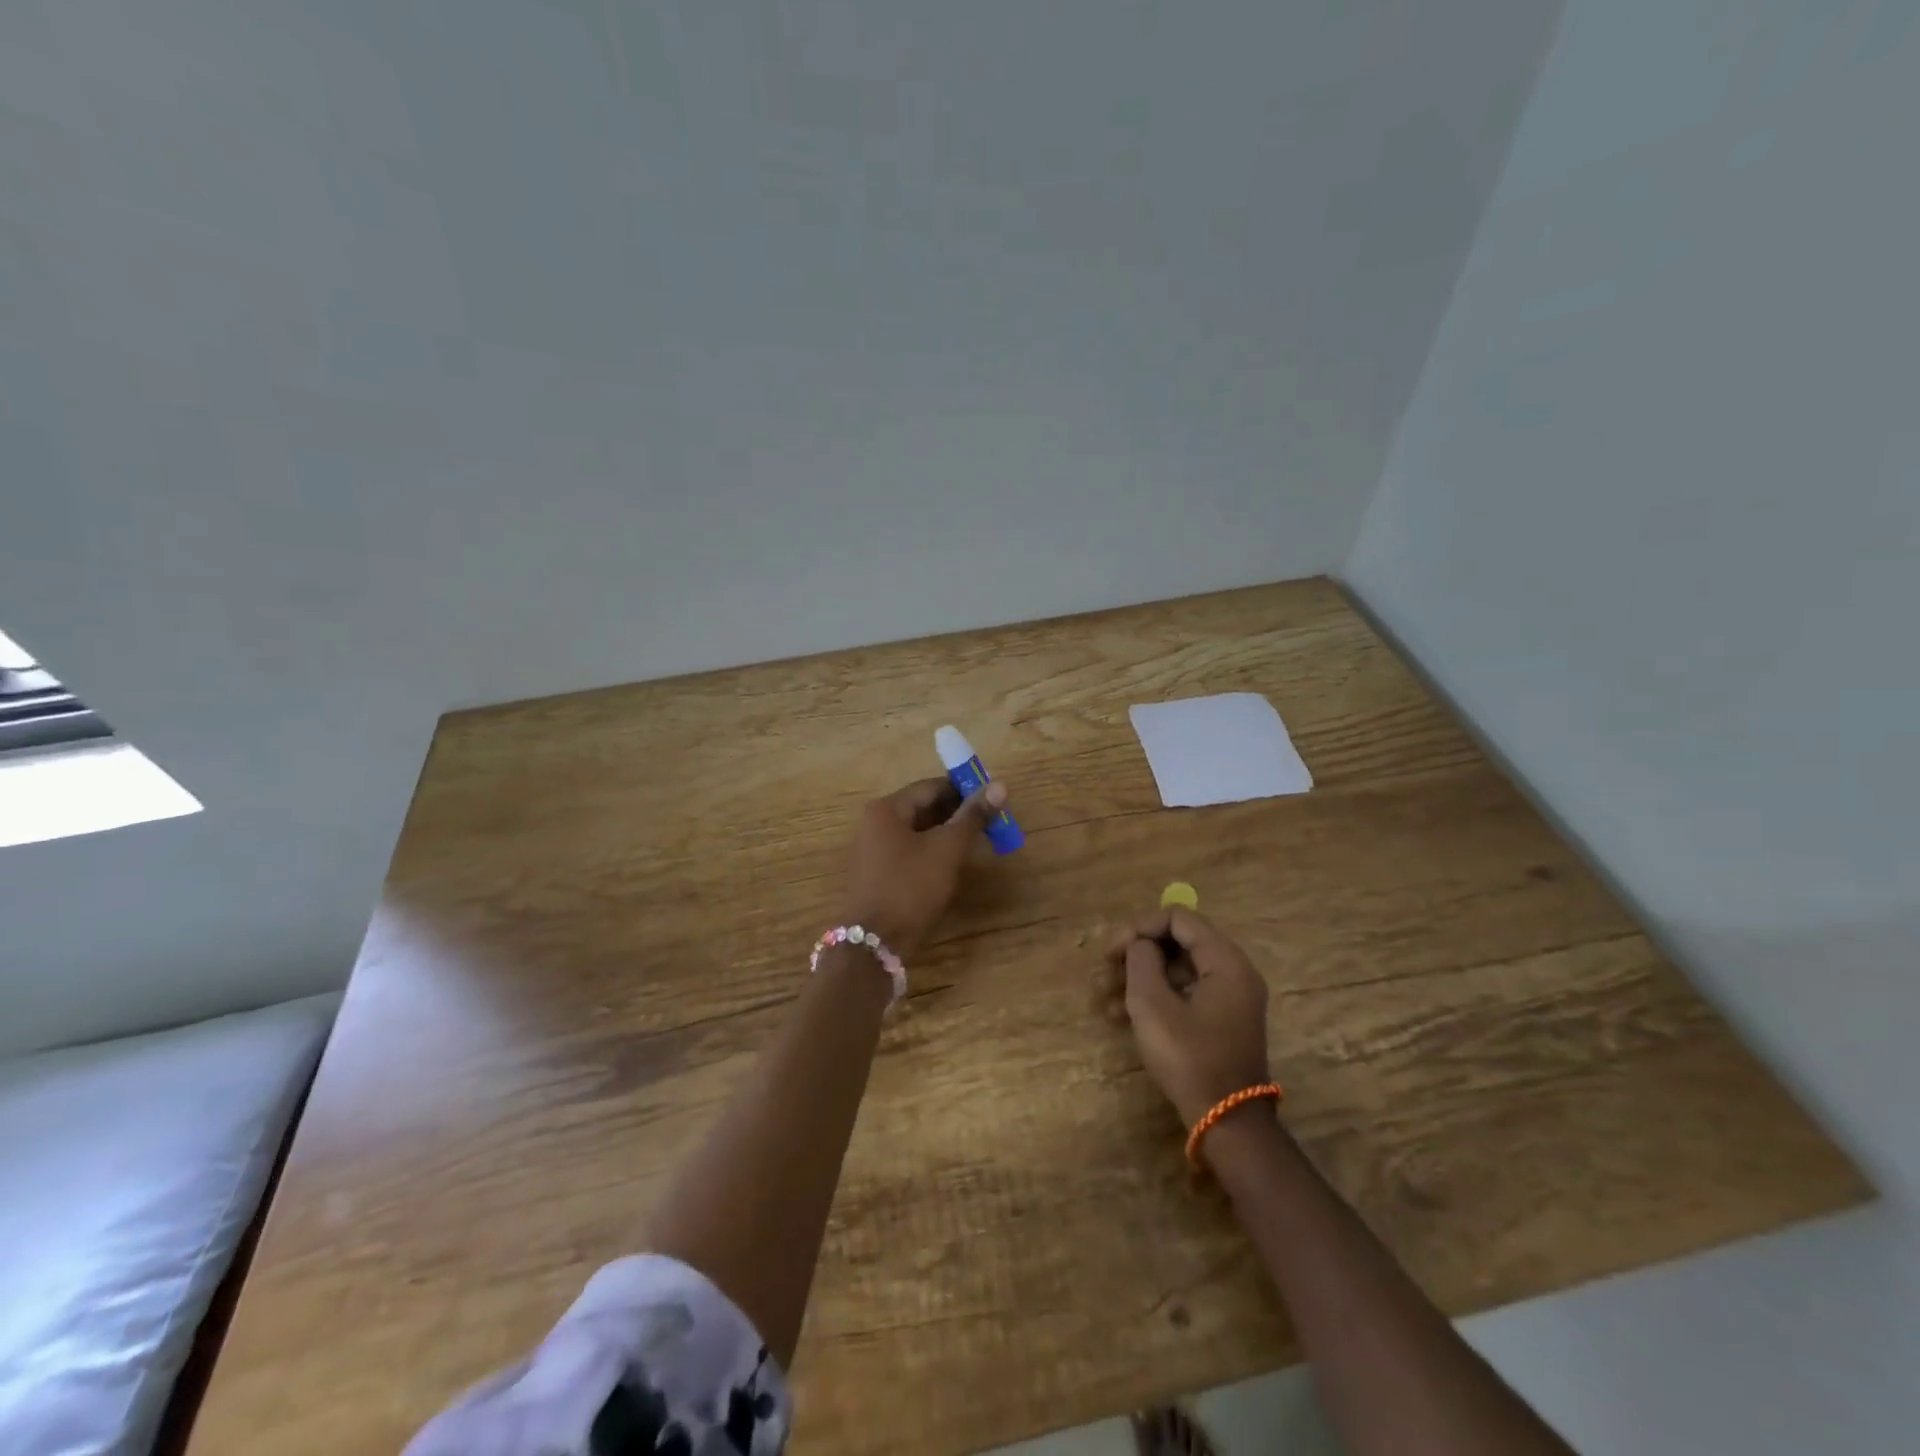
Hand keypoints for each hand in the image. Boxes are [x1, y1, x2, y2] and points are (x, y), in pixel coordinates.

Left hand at [843, 777, 1008, 954]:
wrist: (875, 943)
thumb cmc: (911, 887)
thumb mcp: (947, 849)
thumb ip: (973, 816)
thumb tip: (1000, 785)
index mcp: (887, 809)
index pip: (931, 787)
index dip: (964, 790)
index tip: (993, 800)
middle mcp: (875, 823)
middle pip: (923, 808)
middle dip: (957, 814)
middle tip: (990, 823)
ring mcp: (874, 850)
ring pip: (918, 832)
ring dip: (947, 834)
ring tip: (978, 843)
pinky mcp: (878, 874)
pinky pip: (910, 852)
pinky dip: (933, 852)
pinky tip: (953, 864)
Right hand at [1098, 908, 1271, 1127]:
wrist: (1226, 1123)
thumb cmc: (1189, 1057)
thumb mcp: (1153, 1005)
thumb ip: (1142, 961)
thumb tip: (1141, 946)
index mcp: (1225, 961)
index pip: (1179, 919)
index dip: (1141, 927)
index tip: (1113, 950)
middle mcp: (1233, 973)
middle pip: (1177, 943)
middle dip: (1136, 954)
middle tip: (1103, 970)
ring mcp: (1228, 999)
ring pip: (1176, 971)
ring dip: (1138, 978)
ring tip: (1102, 995)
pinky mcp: (1218, 1023)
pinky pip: (1183, 995)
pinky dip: (1153, 998)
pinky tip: (1118, 1015)